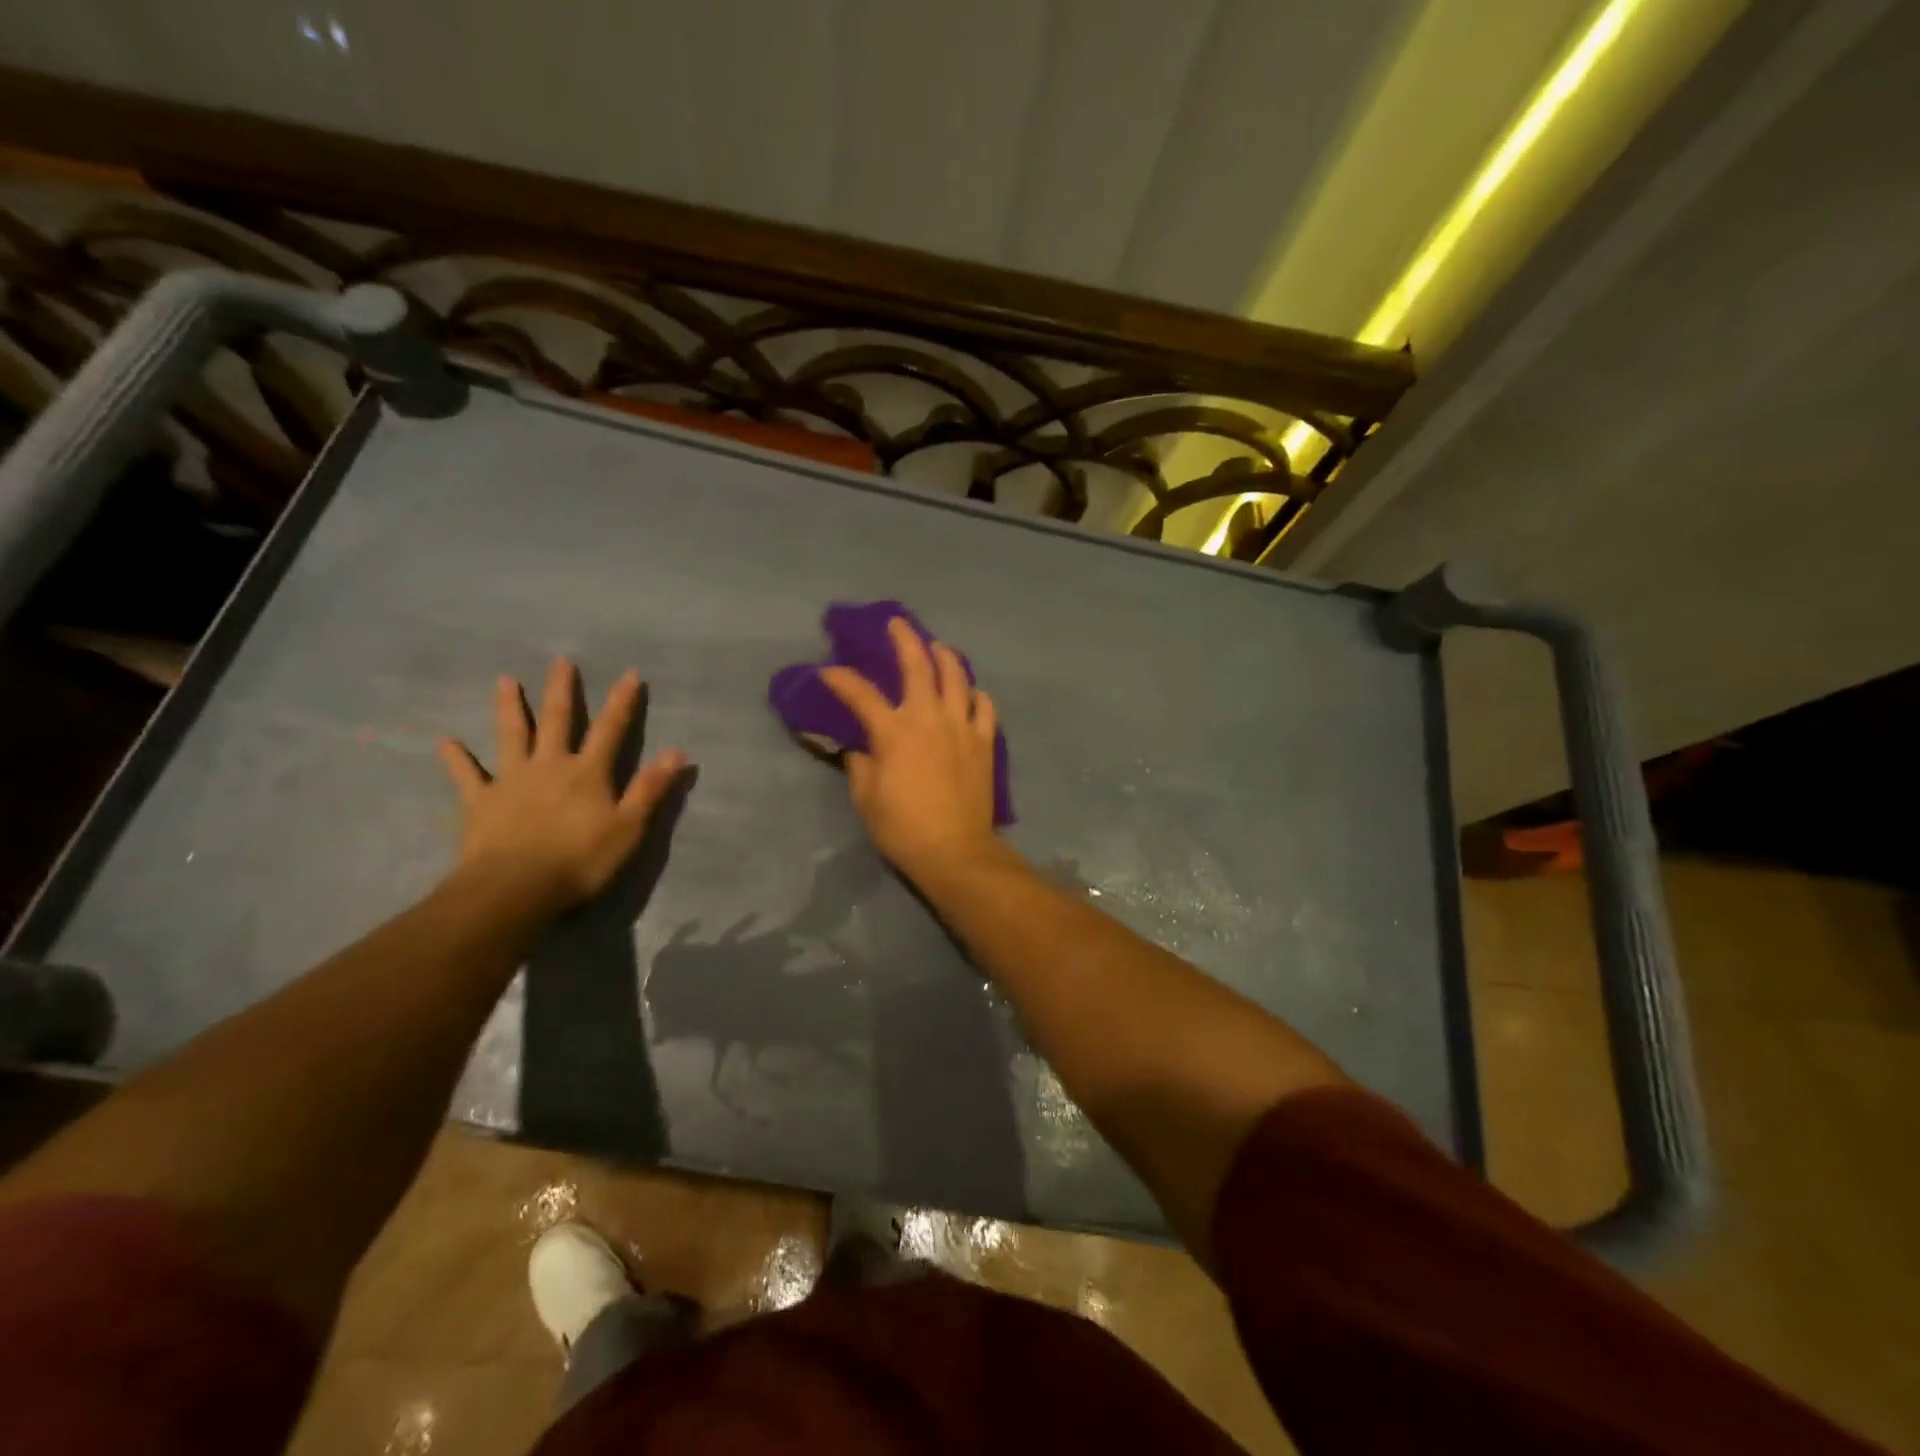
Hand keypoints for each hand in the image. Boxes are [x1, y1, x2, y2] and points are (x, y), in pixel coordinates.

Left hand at [437, 659, 686, 910]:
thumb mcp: (628, 827)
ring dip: (510, 708)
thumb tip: (678, 751)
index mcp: (588, 772)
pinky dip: (456, 758)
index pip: (610, 729)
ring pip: (511, 736)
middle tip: (560, 661)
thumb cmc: (580, 861)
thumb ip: (650, 788)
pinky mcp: (480, 802)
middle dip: (562, 691)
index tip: (629, 673)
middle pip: (557, 721)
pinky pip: (467, 775)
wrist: (515, 889)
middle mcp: (550, 766)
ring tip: (505, 681)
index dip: (622, 702)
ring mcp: (511, 781)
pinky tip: (445, 742)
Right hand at [821, 618, 1001, 880]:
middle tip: (897, 624)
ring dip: (945, 656)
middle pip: (918, 665)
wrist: (954, 849)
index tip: (828, 672)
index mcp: (894, 730)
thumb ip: (860, 764)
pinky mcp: (984, 741)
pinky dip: (975, 694)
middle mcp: (929, 717)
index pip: (861, 693)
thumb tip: (860, 748)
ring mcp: (961, 725)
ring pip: (957, 676)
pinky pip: (984, 706)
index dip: (841, 679)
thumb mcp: (866, 797)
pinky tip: (969, 694)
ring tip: (937, 647)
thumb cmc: (902, 827)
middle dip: (904, 639)